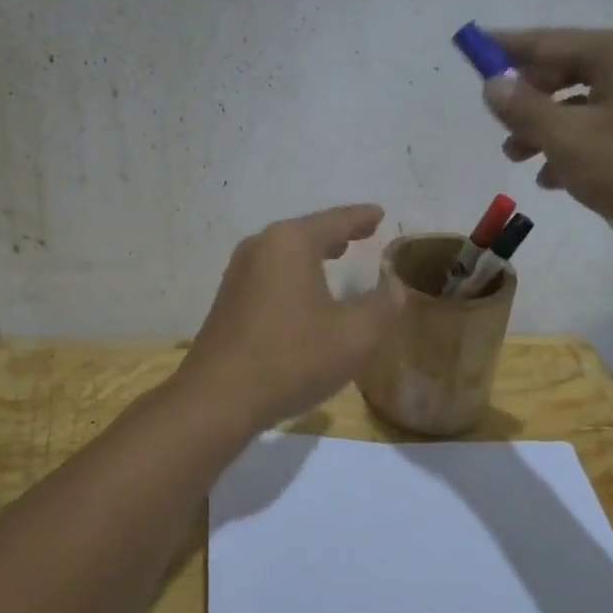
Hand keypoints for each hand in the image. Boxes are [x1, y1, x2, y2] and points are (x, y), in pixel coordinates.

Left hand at [177, 205, 401, 430]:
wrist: (217, 399)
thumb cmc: (291, 359)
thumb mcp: (355, 336)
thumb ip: (383, 305)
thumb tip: (394, 285)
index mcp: (290, 243)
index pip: (335, 220)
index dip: (361, 217)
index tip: (379, 213)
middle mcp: (260, 247)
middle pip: (306, 232)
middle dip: (337, 232)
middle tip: (363, 232)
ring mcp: (238, 273)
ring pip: (285, 253)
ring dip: (313, 253)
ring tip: (336, 255)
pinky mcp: (228, 300)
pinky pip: (271, 273)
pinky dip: (294, 273)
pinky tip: (304, 292)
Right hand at [483, 28, 612, 275]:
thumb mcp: (569, 140)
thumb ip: (525, 109)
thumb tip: (493, 83)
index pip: (547, 42)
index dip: (505, 48)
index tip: (470, 48)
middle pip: (565, 72)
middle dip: (527, 99)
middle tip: (498, 125)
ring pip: (582, 106)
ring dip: (546, 129)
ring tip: (518, 159)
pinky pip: (603, 130)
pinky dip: (575, 148)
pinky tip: (555, 180)